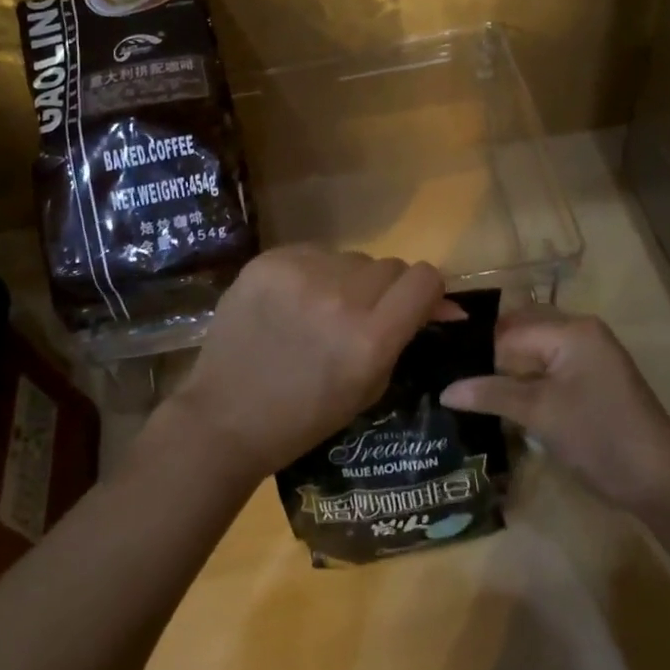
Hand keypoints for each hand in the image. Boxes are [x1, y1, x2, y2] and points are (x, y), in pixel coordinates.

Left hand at [165, 245, 454, 478]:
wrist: (225, 417)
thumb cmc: (305, 416)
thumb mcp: (369, 385)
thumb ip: (405, 336)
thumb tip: (444, 302)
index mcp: (370, 338)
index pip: (424, 279)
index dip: (426, 291)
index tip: (414, 305)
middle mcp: (340, 298)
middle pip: (390, 265)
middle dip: (385, 289)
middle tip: (360, 315)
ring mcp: (301, 275)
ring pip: (351, 257)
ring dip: (347, 279)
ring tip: (319, 309)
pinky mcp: (268, 262)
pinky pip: (313, 252)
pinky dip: (312, 272)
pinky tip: (291, 301)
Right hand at [441, 308, 669, 513]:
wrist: (659, 479)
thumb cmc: (598, 436)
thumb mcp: (540, 413)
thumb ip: (492, 394)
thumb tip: (444, 390)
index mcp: (571, 330)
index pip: (509, 330)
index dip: (477, 350)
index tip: (442, 366)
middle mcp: (580, 332)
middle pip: (521, 333)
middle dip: (489, 354)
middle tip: (450, 374)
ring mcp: (589, 356)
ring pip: (534, 352)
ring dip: (506, 369)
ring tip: (468, 388)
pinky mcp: (591, 380)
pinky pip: (548, 368)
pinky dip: (525, 380)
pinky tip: (501, 398)